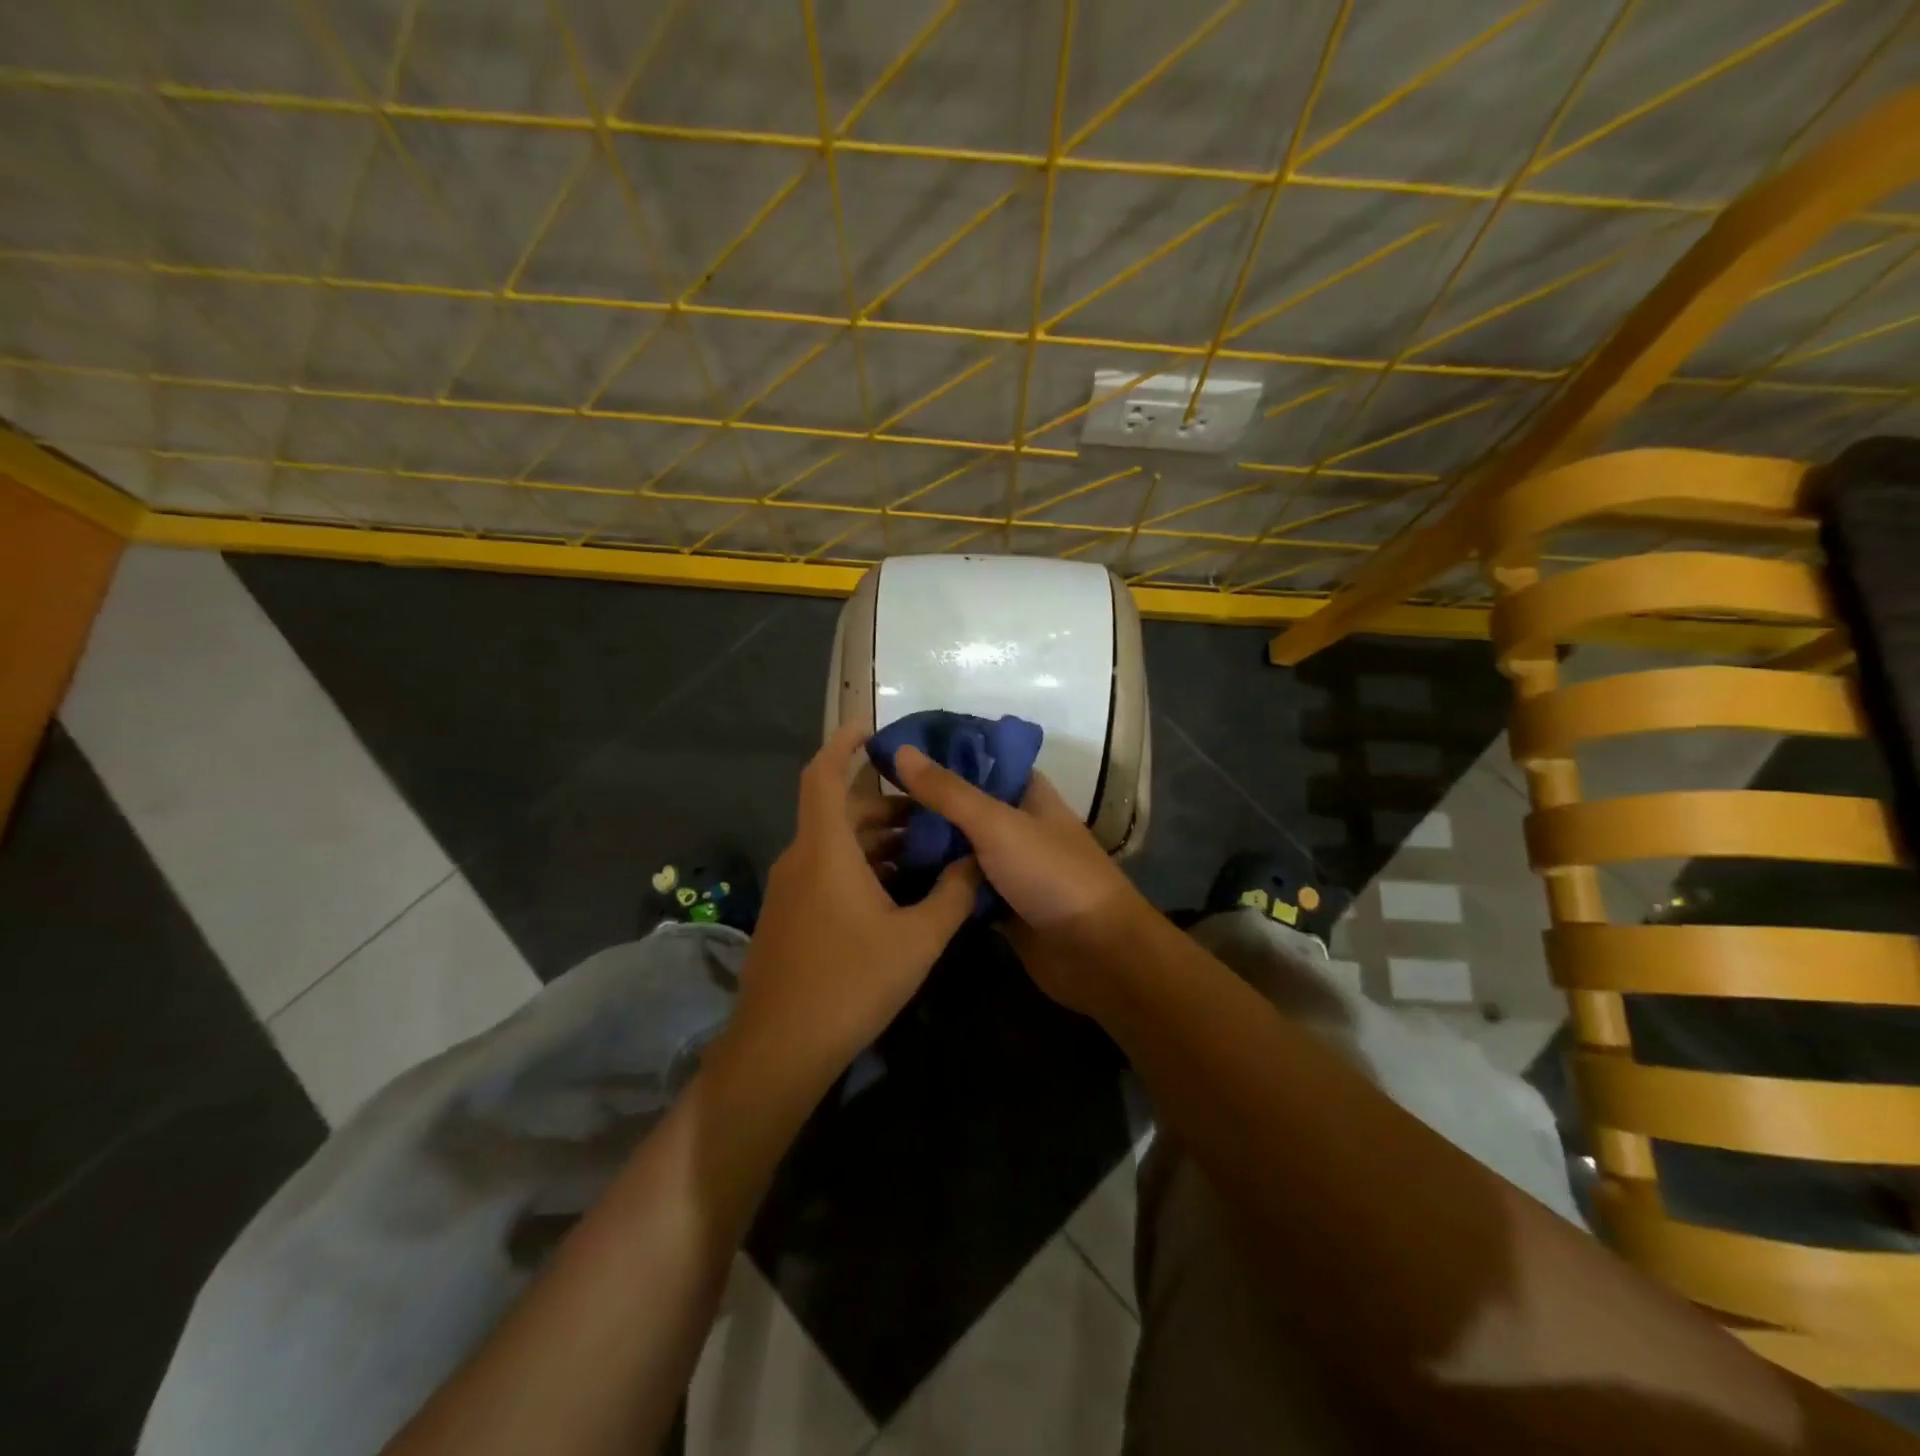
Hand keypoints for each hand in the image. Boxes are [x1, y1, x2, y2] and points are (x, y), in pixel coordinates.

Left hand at [722, 726, 979, 1085]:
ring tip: (924, 848)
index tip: (871, 726)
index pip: (824, 774)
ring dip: (876, 839)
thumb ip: (952, 894)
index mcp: (825, 849)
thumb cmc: (851, 983)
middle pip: (839, 811)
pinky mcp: (791, 916)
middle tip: (930, 808)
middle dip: (883, 803)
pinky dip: (861, 866)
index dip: (842, 742)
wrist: (781, 1049)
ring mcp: (791, 890)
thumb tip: (976, 860)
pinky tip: (897, 890)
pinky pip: (827, 871)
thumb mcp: (917, 939)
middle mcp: (801, 859)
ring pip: (835, 845)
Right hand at [892, 746, 1151, 1011]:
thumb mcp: (997, 824)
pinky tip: (892, 882)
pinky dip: (935, 886)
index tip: (890, 754)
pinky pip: (960, 889)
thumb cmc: (1052, 874)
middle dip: (922, 807)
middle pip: (963, 808)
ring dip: (925, 848)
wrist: (1096, 953)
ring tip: (869, 841)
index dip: (939, 755)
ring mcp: (1008, 867)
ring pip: (958, 850)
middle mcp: (1016, 825)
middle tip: (866, 806)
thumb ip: (949, 791)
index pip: (979, 761)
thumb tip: (901, 750)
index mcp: (1026, 793)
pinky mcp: (1000, 906)